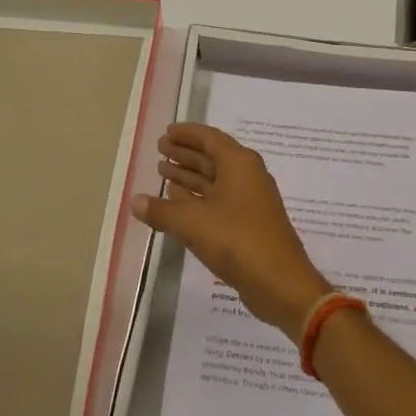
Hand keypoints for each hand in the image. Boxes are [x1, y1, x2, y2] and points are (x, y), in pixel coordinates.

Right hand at [131, 123, 329, 335]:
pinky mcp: (249, 224)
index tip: (166, 132)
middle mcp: (247, 176)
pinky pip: (218, 200)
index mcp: (239, 163)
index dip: (187, 134)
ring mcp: (250, 201)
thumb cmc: (237, 240)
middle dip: (186, 153)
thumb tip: (135, 201)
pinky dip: (198, 197)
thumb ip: (161, 210)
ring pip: (214, 180)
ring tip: (162, 171)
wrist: (280, 283)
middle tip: (160, 149)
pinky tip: (178, 201)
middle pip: (212, 157)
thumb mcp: (192, 222)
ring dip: (189, 175)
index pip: (209, 138)